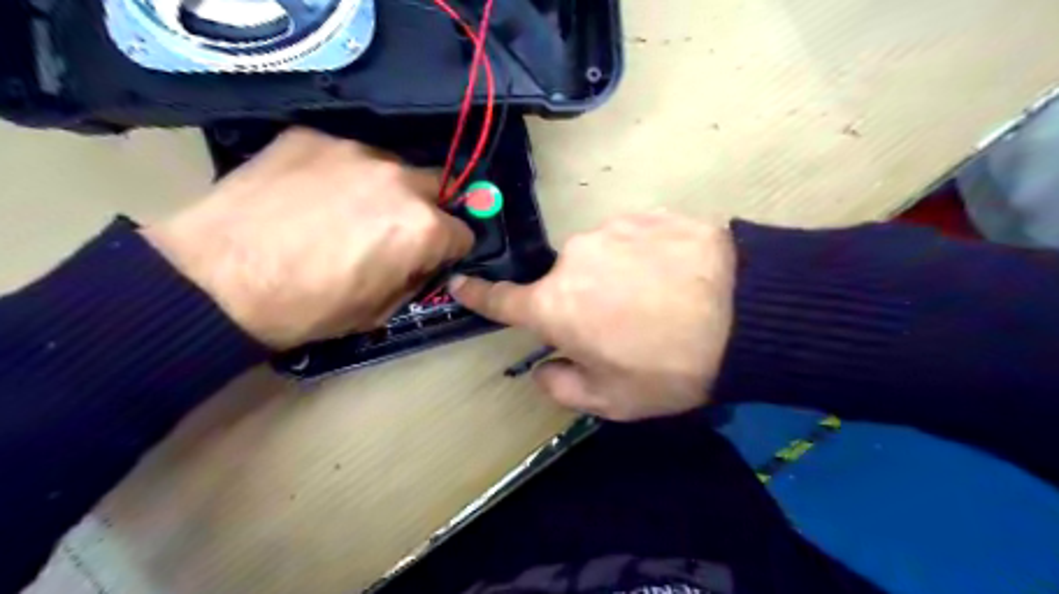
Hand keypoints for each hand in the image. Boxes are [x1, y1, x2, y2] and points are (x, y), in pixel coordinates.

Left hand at [142, 124, 474, 347]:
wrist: (214, 280)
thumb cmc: (306, 308)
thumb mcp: (378, 312)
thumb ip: (414, 279)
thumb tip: (423, 263)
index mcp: (422, 228)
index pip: (463, 232)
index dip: (449, 250)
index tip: (430, 258)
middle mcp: (399, 180)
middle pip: (438, 186)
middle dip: (427, 209)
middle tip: (394, 230)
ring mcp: (354, 151)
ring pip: (392, 166)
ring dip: (385, 188)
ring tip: (345, 209)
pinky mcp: (311, 136)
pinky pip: (345, 154)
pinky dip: (340, 173)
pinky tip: (309, 194)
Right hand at [447, 211, 737, 420]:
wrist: (747, 314)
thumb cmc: (670, 367)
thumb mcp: (612, 399)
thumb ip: (563, 386)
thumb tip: (544, 367)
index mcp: (556, 304)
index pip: (502, 298)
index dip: (479, 294)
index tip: (460, 281)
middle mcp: (573, 258)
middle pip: (564, 282)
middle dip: (582, 303)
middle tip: (624, 325)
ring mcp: (612, 229)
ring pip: (600, 259)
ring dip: (616, 278)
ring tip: (659, 299)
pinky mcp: (648, 213)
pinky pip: (633, 240)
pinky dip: (644, 257)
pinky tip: (676, 276)